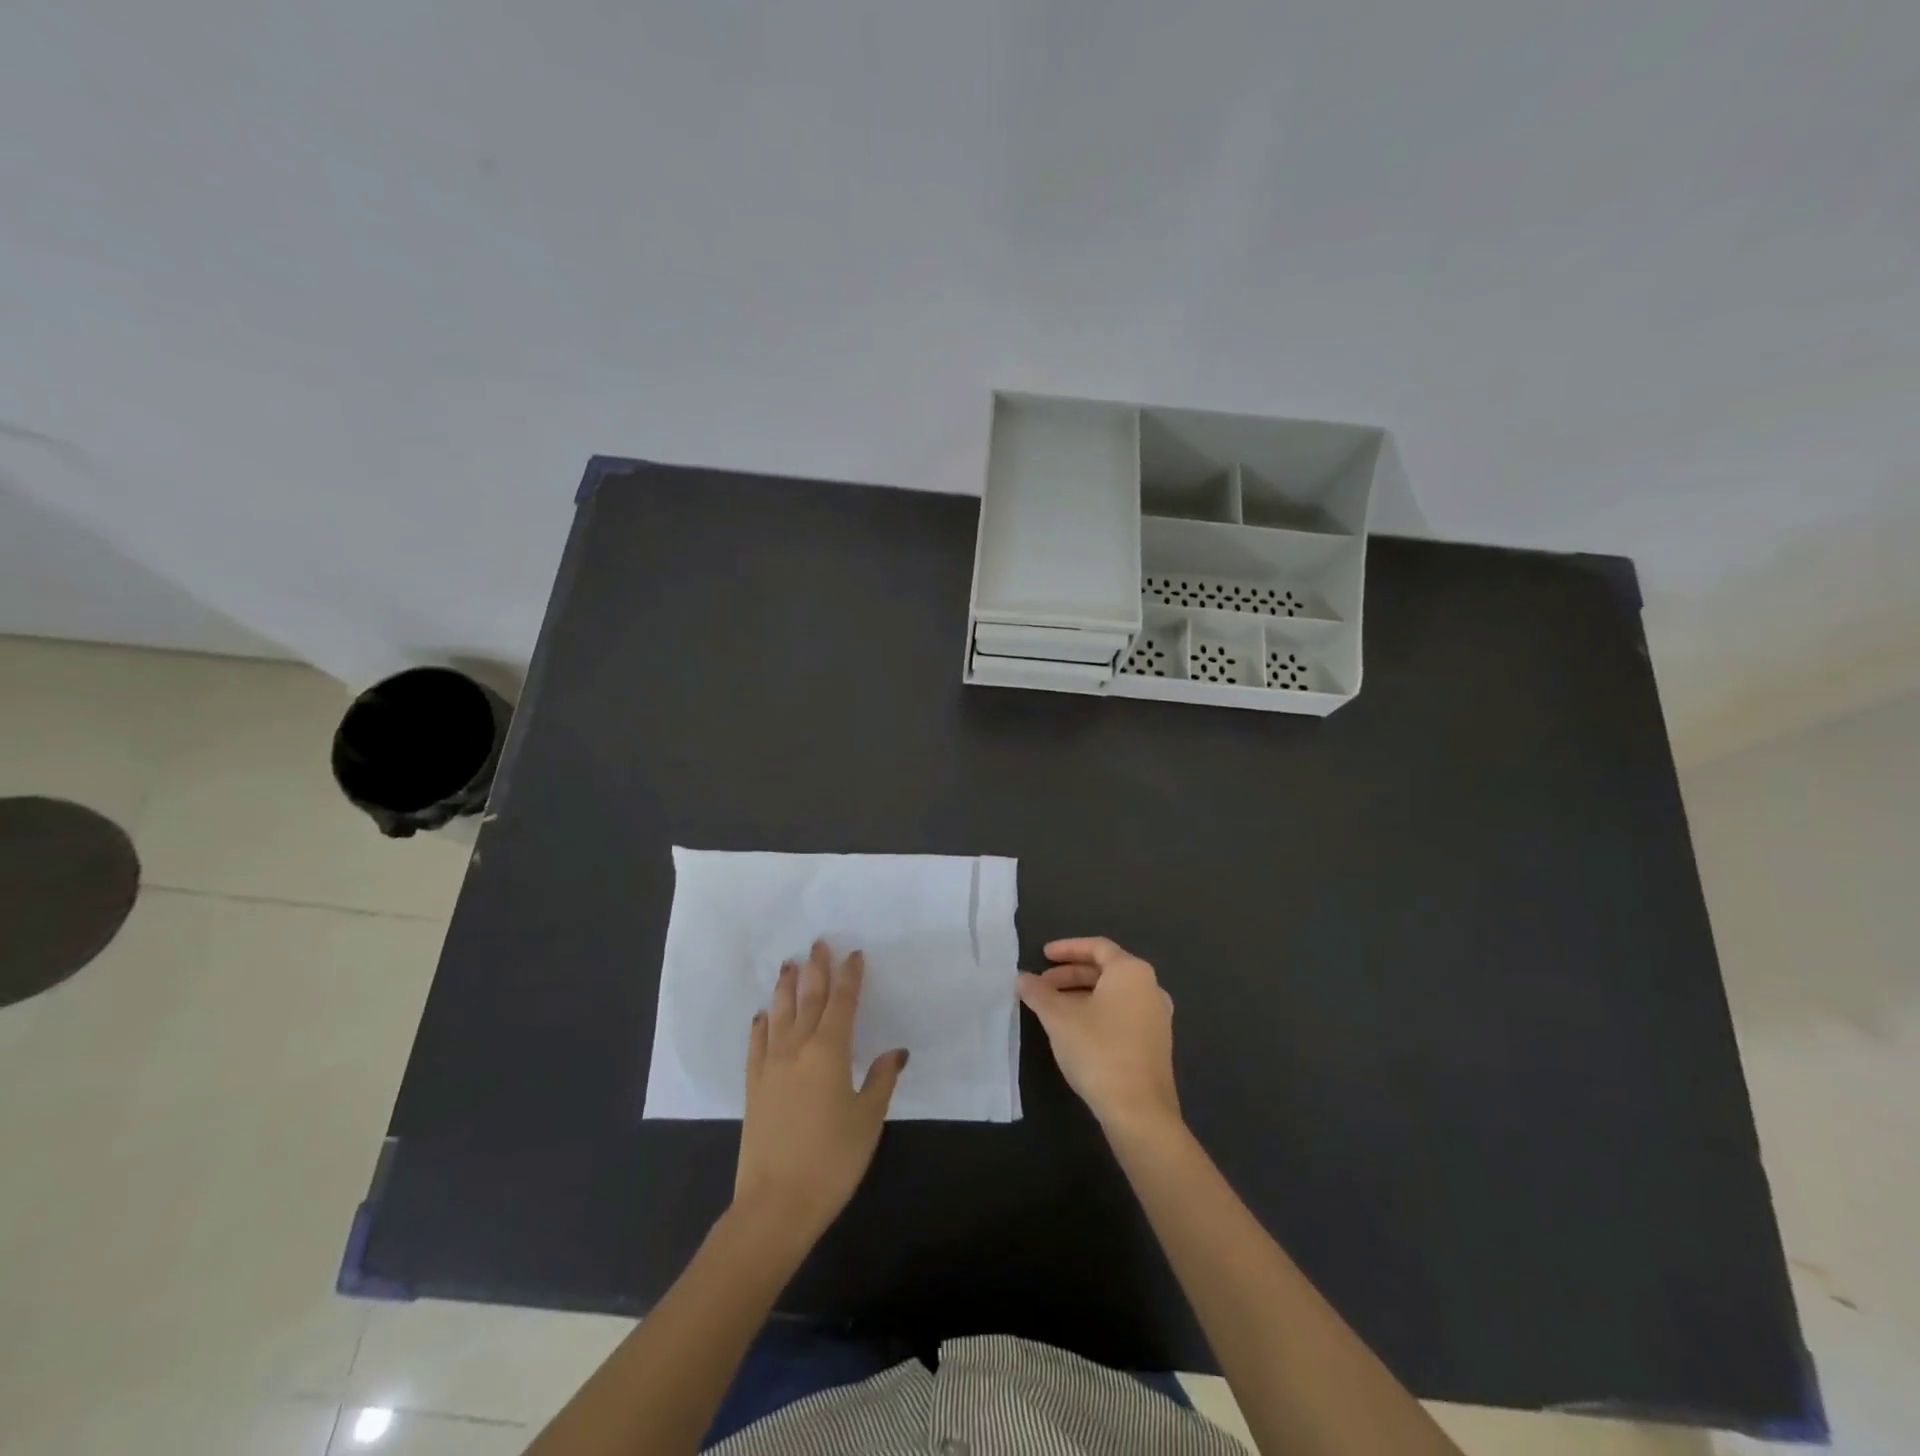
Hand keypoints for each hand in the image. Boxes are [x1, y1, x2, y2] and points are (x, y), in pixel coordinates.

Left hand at [735, 940, 907, 1243]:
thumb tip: (895, 1052)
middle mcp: (798, 1049)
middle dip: (816, 970)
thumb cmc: (832, 1160)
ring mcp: (771, 1067)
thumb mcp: (868, 1120)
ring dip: (786, 988)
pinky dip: (760, 1026)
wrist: (775, 1204)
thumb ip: (881, 1080)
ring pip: (780, 1015)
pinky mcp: (753, 1087)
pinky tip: (761, 1016)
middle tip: (818, 943)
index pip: (842, 1003)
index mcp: (830, 1052)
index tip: (853, 954)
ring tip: (789, 965)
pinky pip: (756, 1045)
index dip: (849, 977)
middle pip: (808, 1000)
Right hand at [1016, 936, 1180, 1139]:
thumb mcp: (1059, 1018)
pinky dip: (1097, 1012)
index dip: (1067, 948)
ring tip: (1052, 1009)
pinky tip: (1075, 1031)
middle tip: (1042, 986)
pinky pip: (1122, 1014)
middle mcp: (1150, 988)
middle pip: (1105, 970)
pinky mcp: (1156, 1044)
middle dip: (1070, 975)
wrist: (1139, 1111)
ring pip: (1113, 994)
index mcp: (1132, 972)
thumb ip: (1038, 993)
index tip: (1043, 955)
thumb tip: (1022, 978)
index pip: (1097, 947)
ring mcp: (1156, 1018)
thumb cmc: (1098, 1051)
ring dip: (1081, 995)